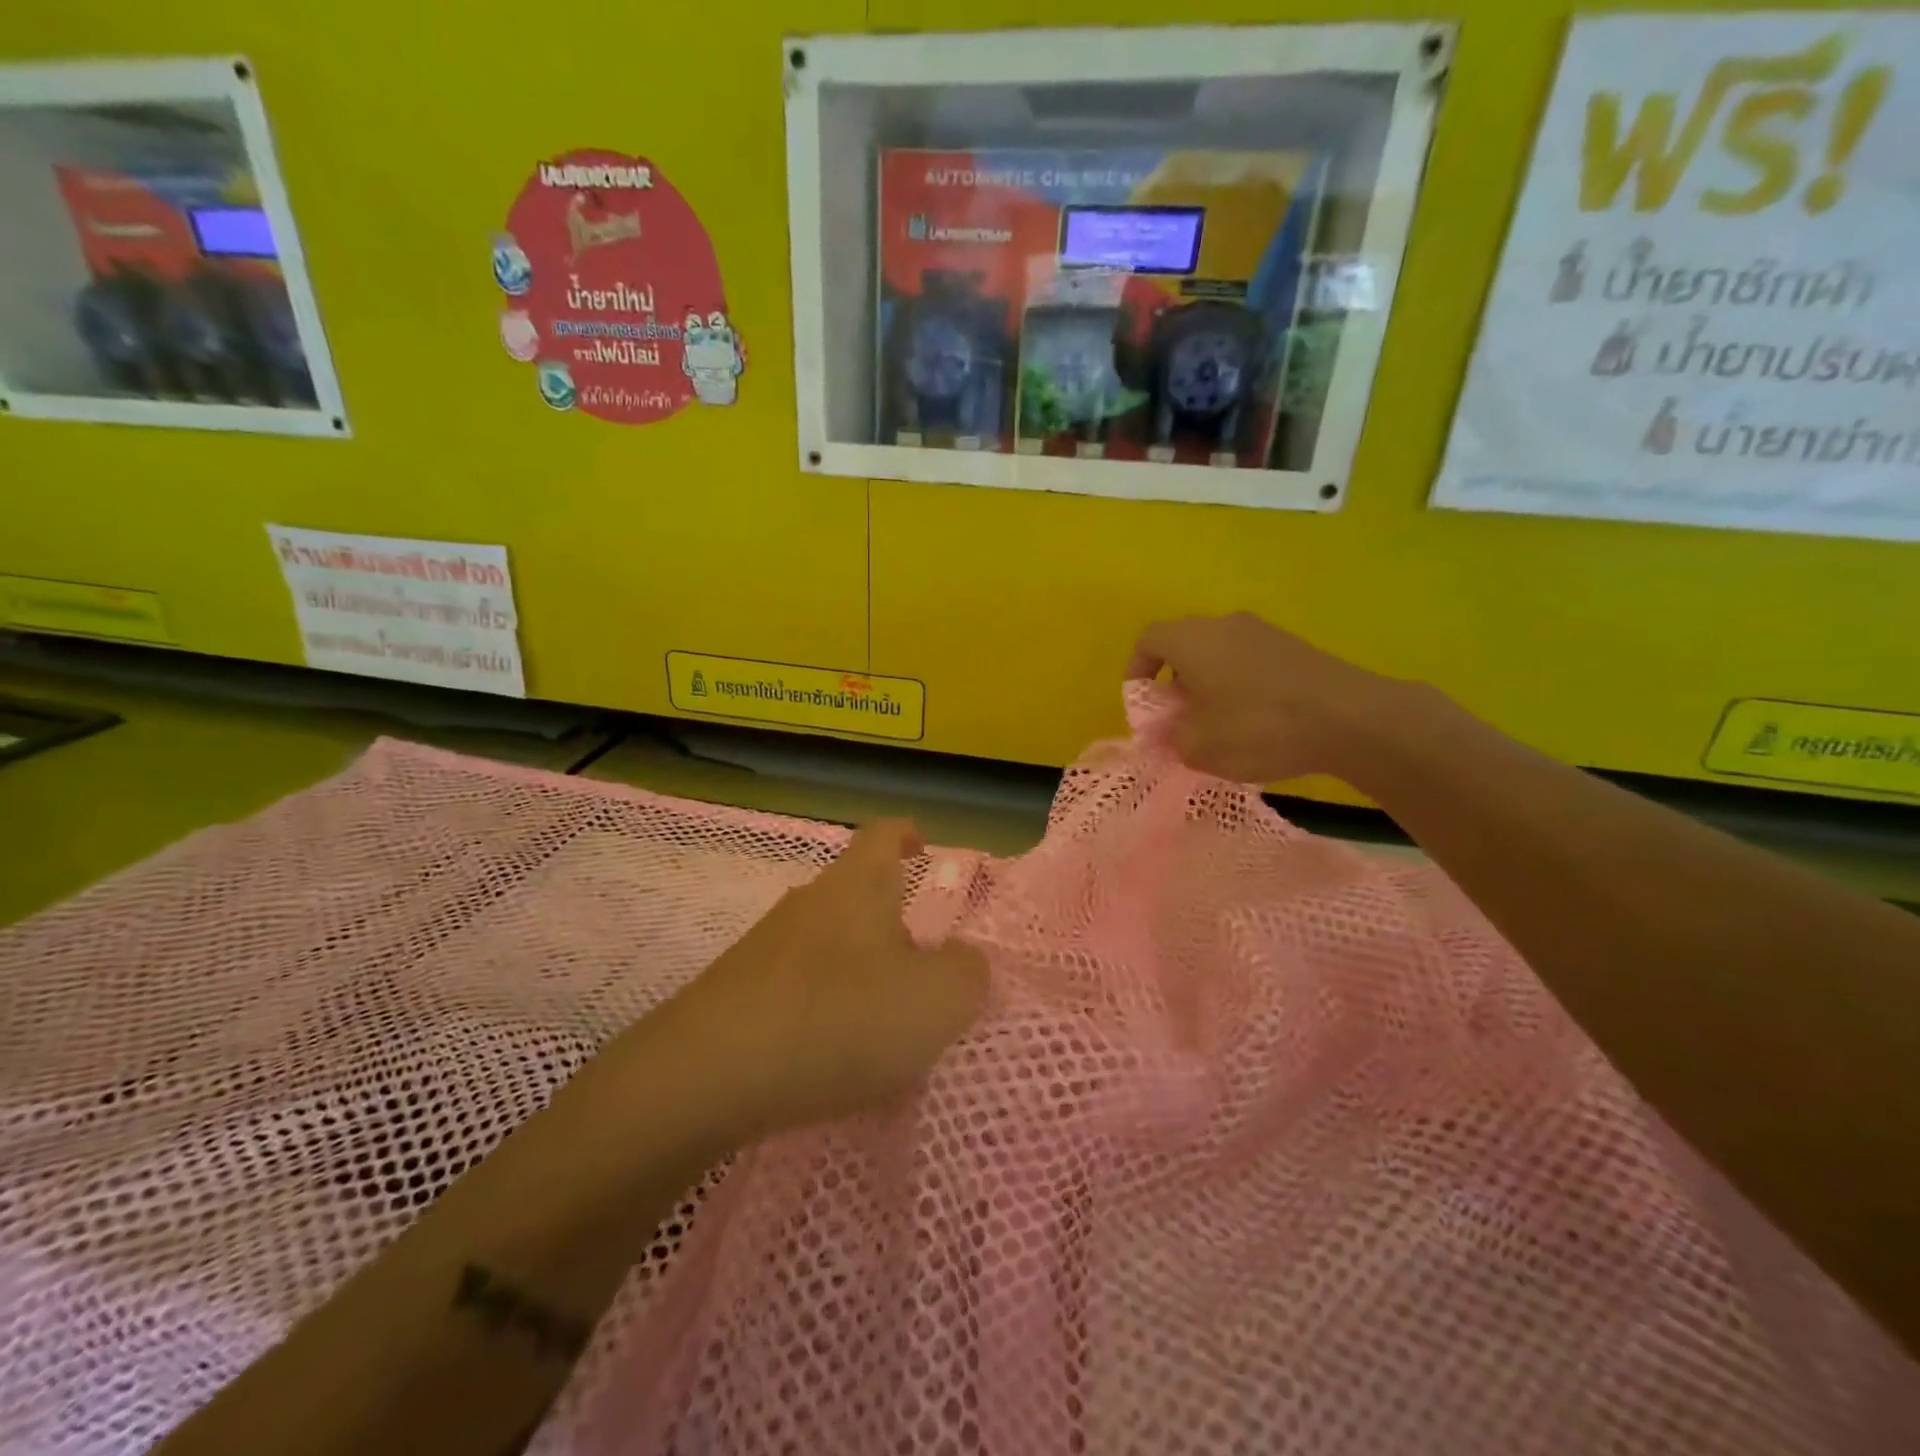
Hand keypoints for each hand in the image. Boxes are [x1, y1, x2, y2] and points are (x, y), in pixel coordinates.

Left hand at [659, 820, 988, 1136]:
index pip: (883, 835)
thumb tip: (963, 960)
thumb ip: (967, 973)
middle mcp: (808, 904)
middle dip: (892, 924)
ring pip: (827, 946)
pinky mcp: (734, 996)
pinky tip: (832, 1059)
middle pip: (856, 896)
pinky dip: (824, 1012)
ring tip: (884, 1027)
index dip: (906, 834)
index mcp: (857, 887)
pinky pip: (797, 990)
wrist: (707, 1076)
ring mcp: (764, 949)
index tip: (923, 846)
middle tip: (923, 970)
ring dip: (859, 974)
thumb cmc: (839, 1018)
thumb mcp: (937, 1000)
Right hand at [1125, 612, 1414, 784]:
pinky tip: (1255, 722)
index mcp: (1192, 639)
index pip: (1148, 640)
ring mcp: (1264, 633)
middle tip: (1178, 720)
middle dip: (1173, 684)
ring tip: (1217, 726)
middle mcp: (1225, 624)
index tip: (1143, 705)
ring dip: (1208, 686)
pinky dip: (1239, 687)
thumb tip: (1167, 733)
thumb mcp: (1198, 746)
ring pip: (1218, 654)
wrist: (1349, 719)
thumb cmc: (1258, 727)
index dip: (1136, 671)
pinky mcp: (1294, 648)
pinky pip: (1249, 662)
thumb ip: (1169, 738)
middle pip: (1184, 646)